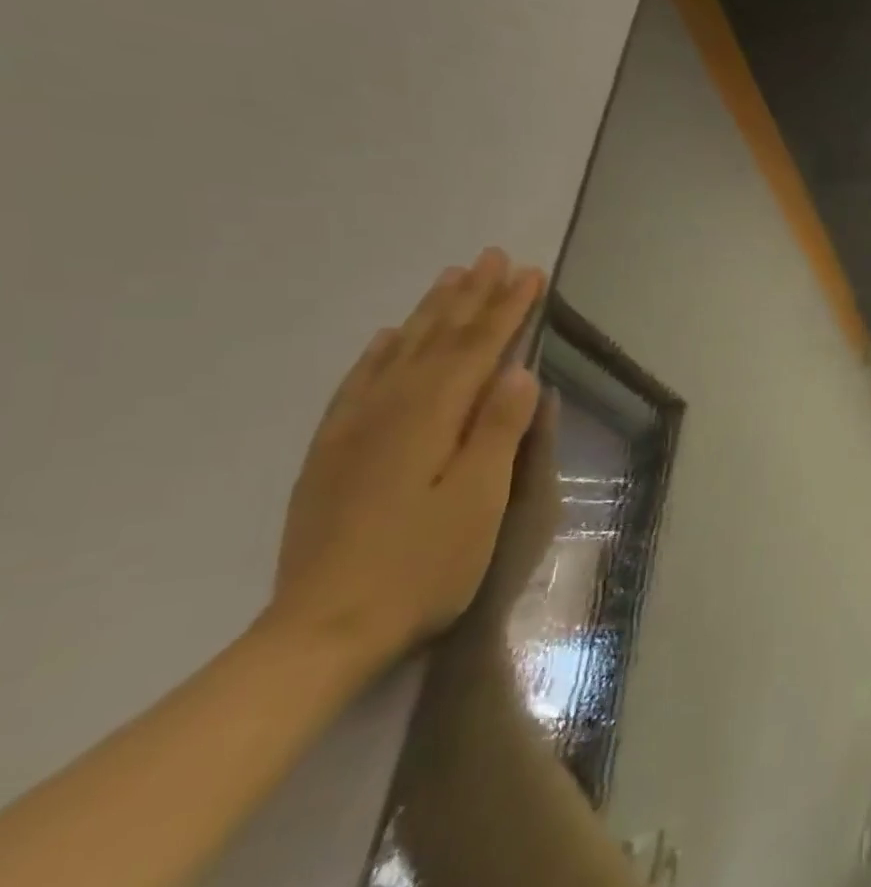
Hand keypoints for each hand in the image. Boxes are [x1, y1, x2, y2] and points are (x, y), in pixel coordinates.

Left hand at [268, 249, 545, 665]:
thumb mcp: (479, 500)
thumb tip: (521, 371)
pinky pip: (357, 384)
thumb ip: (498, 430)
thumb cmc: (423, 565)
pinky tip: (385, 338)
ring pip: (397, 353)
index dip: (506, 309)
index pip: (477, 349)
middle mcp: (387, 411)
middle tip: (491, 256)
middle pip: (435, 340)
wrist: (324, 629)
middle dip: (469, 297)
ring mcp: (353, 431)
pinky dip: (378, 353)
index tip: (530, 273)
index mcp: (429, 419)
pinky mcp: (332, 454)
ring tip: (449, 278)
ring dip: (428, 313)